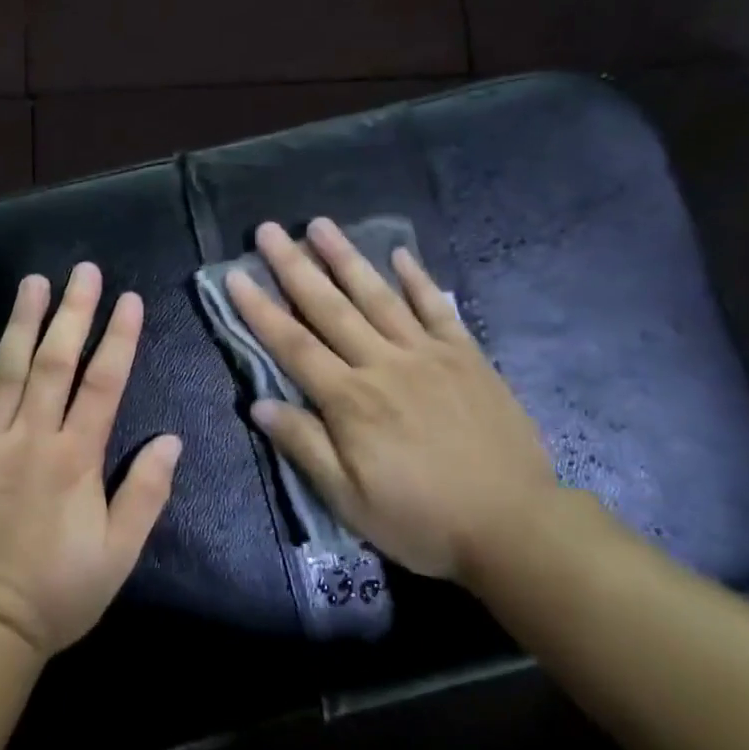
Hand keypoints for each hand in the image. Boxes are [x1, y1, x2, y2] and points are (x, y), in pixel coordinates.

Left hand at [0, 263, 182, 657]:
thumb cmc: (57, 592)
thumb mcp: (119, 553)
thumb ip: (146, 493)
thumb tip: (171, 440)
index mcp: (75, 459)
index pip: (103, 383)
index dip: (118, 338)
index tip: (128, 299)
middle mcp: (29, 439)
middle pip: (53, 362)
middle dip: (72, 312)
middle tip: (82, 271)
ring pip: (3, 371)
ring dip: (19, 322)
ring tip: (32, 282)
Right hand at [226, 218, 558, 581]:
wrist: (513, 524)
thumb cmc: (422, 519)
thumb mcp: (350, 500)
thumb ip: (305, 446)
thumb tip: (259, 403)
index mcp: (350, 401)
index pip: (293, 345)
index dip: (260, 309)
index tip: (235, 274)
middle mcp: (383, 364)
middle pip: (330, 307)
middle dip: (294, 267)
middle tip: (269, 230)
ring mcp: (428, 354)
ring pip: (378, 296)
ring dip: (347, 258)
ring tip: (321, 224)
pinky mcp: (466, 356)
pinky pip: (437, 308)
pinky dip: (418, 279)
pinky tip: (400, 254)